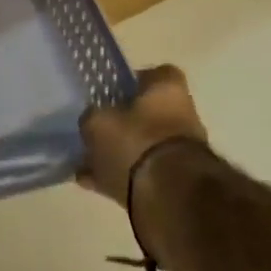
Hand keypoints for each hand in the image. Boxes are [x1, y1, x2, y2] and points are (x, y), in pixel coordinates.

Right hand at [79, 64, 212, 270]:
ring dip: (120, 154)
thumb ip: (92, 118)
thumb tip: (93, 122)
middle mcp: (183, 116)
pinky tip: (93, 184)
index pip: (156, 74)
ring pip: (144, 146)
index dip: (134, 81)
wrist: (169, 196)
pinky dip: (120, 178)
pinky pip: (141, 175)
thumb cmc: (135, 142)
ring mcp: (182, 152)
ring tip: (87, 163)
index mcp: (169, 90)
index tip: (113, 93)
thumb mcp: (97, 122)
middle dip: (124, 123)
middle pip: (149, 113)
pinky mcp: (176, 183)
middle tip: (96, 131)